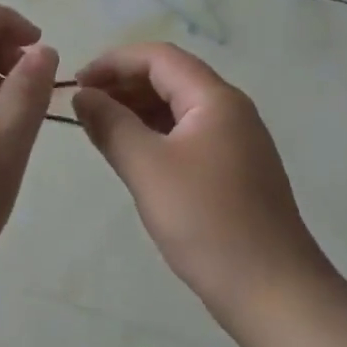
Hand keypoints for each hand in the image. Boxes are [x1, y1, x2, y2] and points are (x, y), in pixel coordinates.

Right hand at [74, 44, 335, 322]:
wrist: (270, 288)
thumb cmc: (206, 221)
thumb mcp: (147, 168)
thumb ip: (111, 125)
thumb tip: (82, 95)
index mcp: (215, 99)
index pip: (159, 57)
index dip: (113, 62)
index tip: (76, 82)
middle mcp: (230, 111)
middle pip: (171, 78)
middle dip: (124, 84)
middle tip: (82, 106)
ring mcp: (235, 142)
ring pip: (178, 109)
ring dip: (137, 110)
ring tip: (98, 128)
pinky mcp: (233, 171)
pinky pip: (187, 136)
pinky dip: (155, 135)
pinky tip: (131, 154)